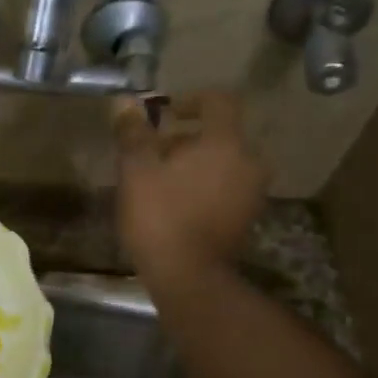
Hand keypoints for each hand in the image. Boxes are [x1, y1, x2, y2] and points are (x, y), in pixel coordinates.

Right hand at [110, 90, 267, 282]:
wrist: (188, 278)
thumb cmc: (160, 216)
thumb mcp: (137, 171)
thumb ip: (133, 133)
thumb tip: (125, 101)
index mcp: (225, 143)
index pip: (219, 101)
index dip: (192, 99)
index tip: (165, 113)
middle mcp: (248, 162)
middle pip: (221, 134)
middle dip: (187, 137)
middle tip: (154, 152)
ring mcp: (252, 192)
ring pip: (224, 162)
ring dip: (196, 163)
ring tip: (161, 180)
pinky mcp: (247, 218)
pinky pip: (227, 187)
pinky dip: (205, 185)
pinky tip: (177, 203)